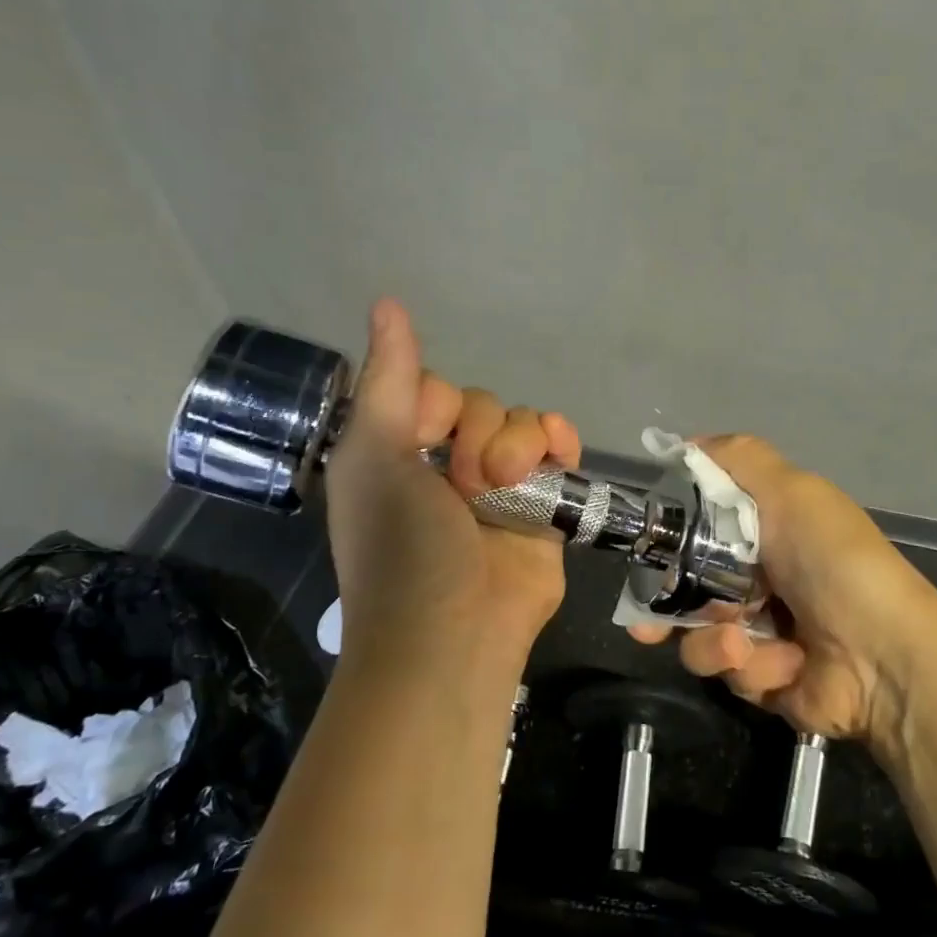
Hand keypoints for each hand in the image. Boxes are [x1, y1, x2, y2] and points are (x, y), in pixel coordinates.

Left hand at [324, 300, 582, 684]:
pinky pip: (558, 449)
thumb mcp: (375, 456)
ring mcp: (500, 484)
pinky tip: (560, 449)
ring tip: (507, 484)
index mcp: (400, 451)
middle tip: (466, 481)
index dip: (435, 403)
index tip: (424, 435)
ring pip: (521, 423)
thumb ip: (387, 378)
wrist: (454, 635)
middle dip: (479, 432)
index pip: (430, 388)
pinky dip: (561, 441)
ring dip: (518, 442)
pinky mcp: (544, 504)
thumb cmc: (402, 547)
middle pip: (481, 403)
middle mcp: (448, 462)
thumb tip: (387, 300)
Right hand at [630, 436, 936, 744]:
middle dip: (667, 603)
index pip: (700, 529)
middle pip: (687, 586)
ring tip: (740, 641)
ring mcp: (761, 631)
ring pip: (698, 634)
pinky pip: (729, 670)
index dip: (670, 538)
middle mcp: (759, 578)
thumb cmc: (832, 561)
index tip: (645, 550)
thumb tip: (685, 443)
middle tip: (648, 621)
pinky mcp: (764, 677)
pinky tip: (780, 662)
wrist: (883, 657)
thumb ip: (739, 459)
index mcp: (767, 532)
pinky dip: (751, 665)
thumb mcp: (792, 491)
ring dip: (713, 639)